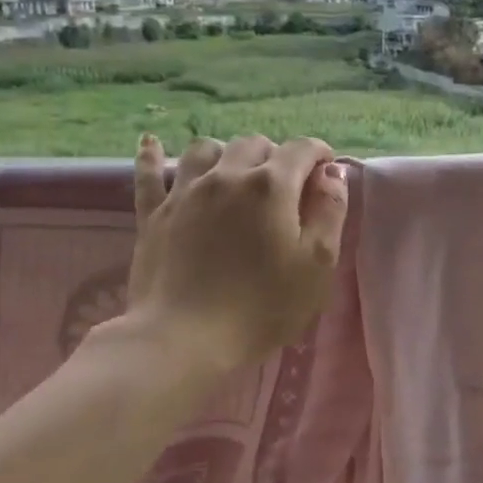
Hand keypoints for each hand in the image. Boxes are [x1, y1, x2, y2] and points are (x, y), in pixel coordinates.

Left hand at [114, 132, 348, 377]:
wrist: (184, 339)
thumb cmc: (263, 306)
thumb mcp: (317, 264)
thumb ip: (330, 211)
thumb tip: (332, 173)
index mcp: (272, 186)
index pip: (301, 149)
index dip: (320, 154)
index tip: (327, 172)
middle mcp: (227, 176)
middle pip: (255, 144)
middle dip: (276, 156)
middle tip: (287, 186)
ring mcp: (185, 192)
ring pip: (207, 149)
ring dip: (228, 154)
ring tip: (236, 174)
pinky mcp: (153, 214)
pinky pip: (149, 173)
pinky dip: (153, 155)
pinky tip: (152, 142)